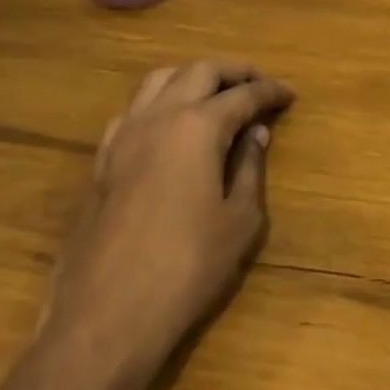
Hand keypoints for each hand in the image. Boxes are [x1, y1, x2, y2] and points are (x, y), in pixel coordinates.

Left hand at [40, 61, 293, 366]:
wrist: (105, 318)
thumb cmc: (186, 269)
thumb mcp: (239, 221)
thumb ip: (249, 168)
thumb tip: (255, 134)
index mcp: (197, 127)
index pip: (243, 95)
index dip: (270, 92)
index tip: (288, 95)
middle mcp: (157, 118)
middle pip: (199, 72)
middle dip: (233, 72)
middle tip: (257, 85)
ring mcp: (122, 137)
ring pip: (159, 80)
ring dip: (192, 78)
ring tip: (214, 95)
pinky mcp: (101, 161)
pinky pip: (133, 110)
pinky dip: (159, 102)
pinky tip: (170, 127)